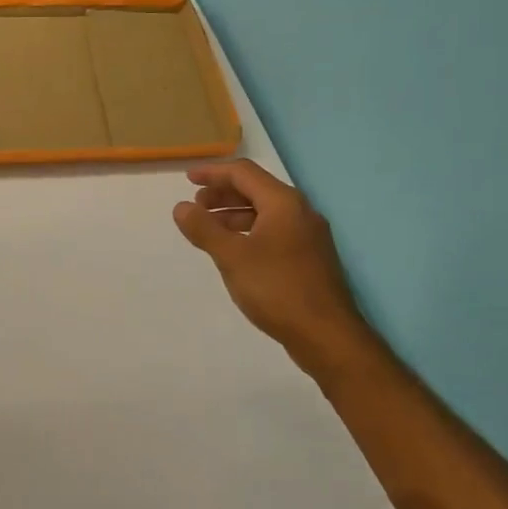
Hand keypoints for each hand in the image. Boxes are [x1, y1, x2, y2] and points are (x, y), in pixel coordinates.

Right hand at [173, 159, 372, 364]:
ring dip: (235, 214)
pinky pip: (275, 231)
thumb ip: (204, 229)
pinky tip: (236, 251)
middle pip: (256, 190)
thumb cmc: (277, 289)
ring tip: (210, 230)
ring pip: (266, 213)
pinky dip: (250, 231)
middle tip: (196, 207)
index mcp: (284, 203)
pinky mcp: (310, 258)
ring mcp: (309, 236)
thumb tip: (181, 207)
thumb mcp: (232, 257)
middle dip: (223, 194)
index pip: (244, 173)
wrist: (326, 335)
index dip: (213, 173)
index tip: (187, 180)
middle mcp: (300, 212)